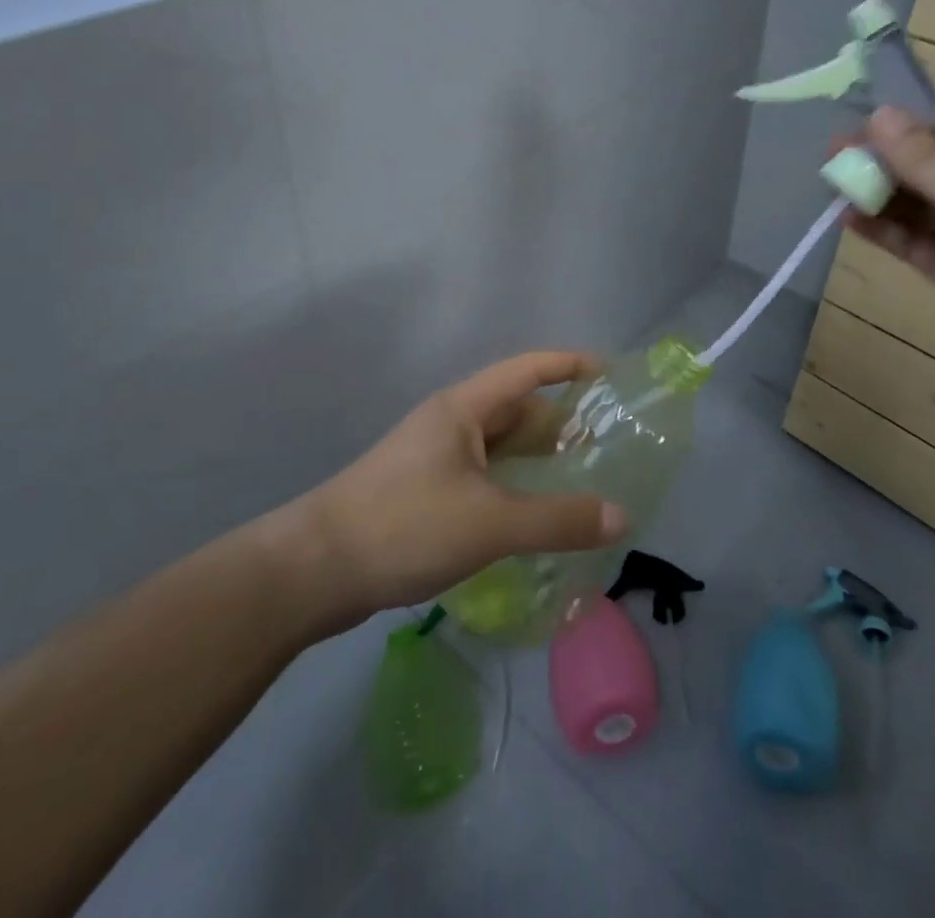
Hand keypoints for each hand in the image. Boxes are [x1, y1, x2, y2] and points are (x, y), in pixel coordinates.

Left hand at [293, 352, 628, 629]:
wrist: (313, 570)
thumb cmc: (404, 526)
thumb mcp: (490, 523)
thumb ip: (558, 520)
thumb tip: (621, 515)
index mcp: (464, 409)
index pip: (527, 370)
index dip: (569, 365)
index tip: (610, 374)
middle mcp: (450, 424)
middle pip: (516, 410)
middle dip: (560, 422)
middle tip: (606, 444)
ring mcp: (434, 458)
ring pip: (498, 448)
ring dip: (536, 459)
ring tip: (581, 481)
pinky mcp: (423, 493)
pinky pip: (483, 478)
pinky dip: (513, 488)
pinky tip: (532, 517)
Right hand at [845, 104, 934, 411]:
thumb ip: (924, 157)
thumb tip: (878, 114)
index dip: (915, 118)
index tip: (862, 120)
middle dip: (887, 157)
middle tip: (832, 155)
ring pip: (922, 202)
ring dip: (880, 193)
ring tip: (832, 185)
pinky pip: (916, 240)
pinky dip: (885, 229)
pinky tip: (848, 219)